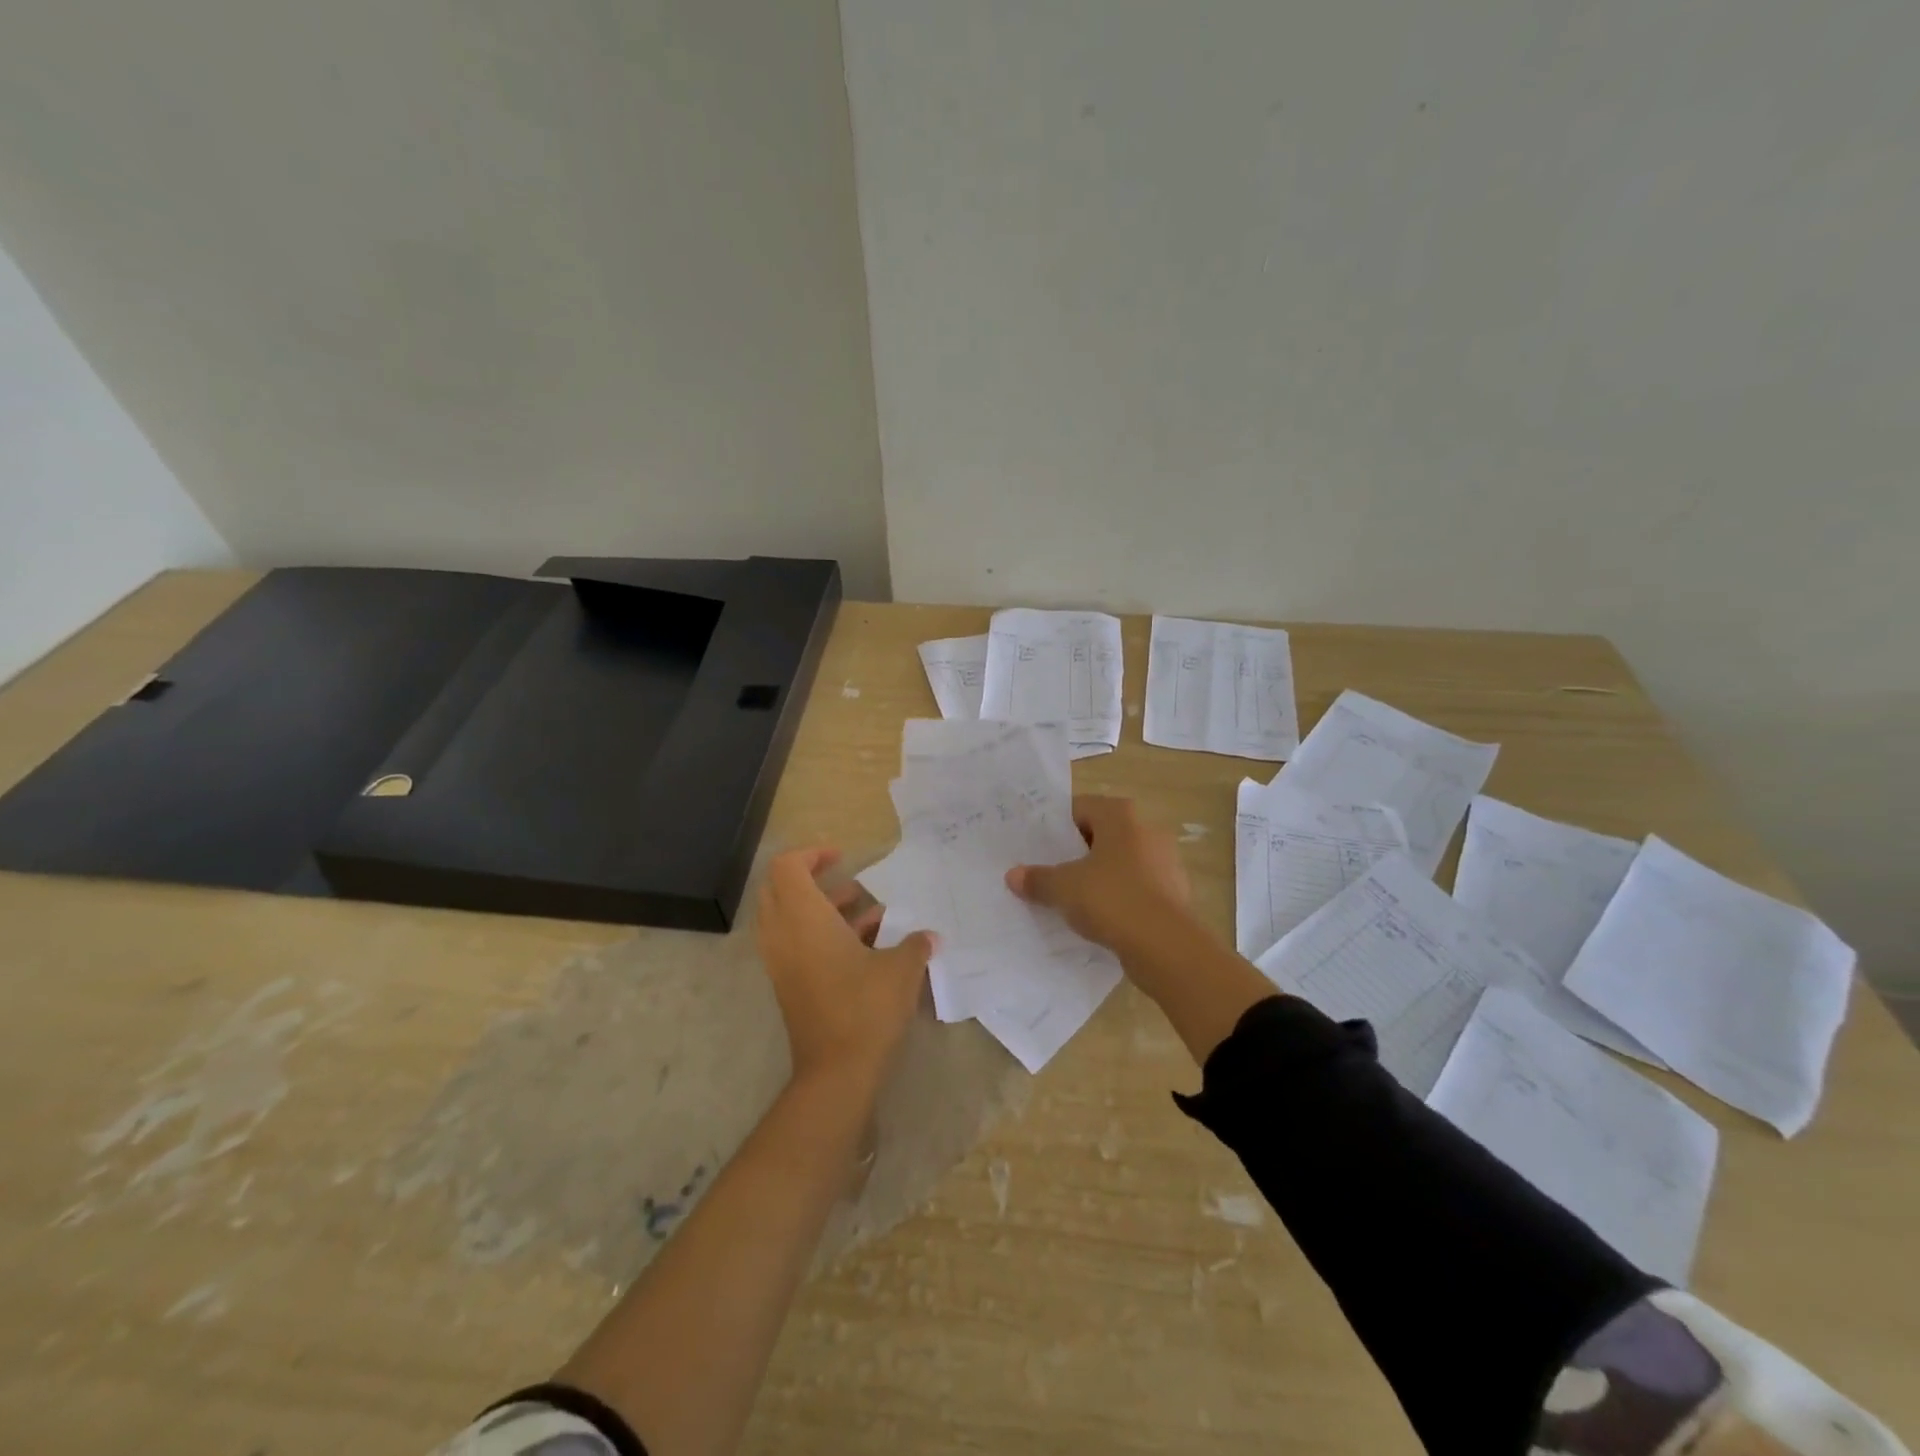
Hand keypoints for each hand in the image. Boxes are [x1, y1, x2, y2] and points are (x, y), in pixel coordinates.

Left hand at [755, 847, 934, 1090]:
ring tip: (871, 914)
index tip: (843, 858)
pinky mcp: (788, 985)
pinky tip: (868, 946)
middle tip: (848, 881)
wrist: (837, 1072)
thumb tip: (929, 936)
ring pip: (789, 918)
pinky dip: (823, 934)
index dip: (812, 854)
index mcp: (804, 919)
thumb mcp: (901, 969)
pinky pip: (796, 944)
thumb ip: (915, 944)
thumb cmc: (866, 1008)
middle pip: (780, 889)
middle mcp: (783, 935)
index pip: (787, 867)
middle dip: (813, 879)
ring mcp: (781, 962)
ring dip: (824, 909)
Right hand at [1005, 796, 1191, 951]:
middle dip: (1076, 852)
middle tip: (1048, 871)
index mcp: (1120, 816)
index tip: (1036, 846)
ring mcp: (1165, 862)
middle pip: (1101, 835)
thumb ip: (1037, 879)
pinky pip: (1136, 888)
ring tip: (1070, 898)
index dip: (1055, 826)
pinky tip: (1099, 919)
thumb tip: (1013, 876)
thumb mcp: (1063, 888)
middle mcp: (1146, 830)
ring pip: (1120, 863)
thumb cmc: (1111, 899)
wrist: (1166, 946)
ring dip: (1098, 876)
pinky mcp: (1174, 893)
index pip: (1080, 808)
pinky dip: (1119, 898)